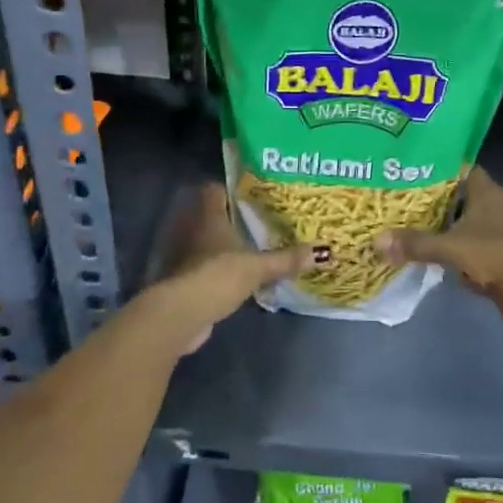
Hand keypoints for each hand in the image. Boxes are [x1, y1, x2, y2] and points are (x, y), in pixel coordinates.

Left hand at [146, 185, 315, 354]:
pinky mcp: (180, 279)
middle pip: (209, 215)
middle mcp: (191, 229)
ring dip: (220, 246)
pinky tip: (232, 277)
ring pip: (204, 242)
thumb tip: (322, 253)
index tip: (252, 194)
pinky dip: (214, 269)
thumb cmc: (218, 275)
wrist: (181, 314)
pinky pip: (201, 266)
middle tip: (258, 222)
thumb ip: (286, 260)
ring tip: (249, 250)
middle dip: (230, 219)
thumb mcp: (258, 267)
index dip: (230, 189)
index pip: (214, 189)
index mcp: (208, 216)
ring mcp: (182, 255)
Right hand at [374, 168, 502, 341]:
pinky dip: (441, 253)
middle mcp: (488, 209)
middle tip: (389, 196)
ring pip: (454, 225)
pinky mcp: (489, 260)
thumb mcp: (454, 247)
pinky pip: (458, 251)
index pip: (457, 167)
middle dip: (424, 199)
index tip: (403, 165)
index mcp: (485, 192)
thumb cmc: (501, 256)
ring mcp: (490, 235)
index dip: (434, 164)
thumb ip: (416, 244)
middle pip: (452, 197)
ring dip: (431, 228)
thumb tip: (376, 242)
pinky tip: (415, 253)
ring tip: (394, 223)